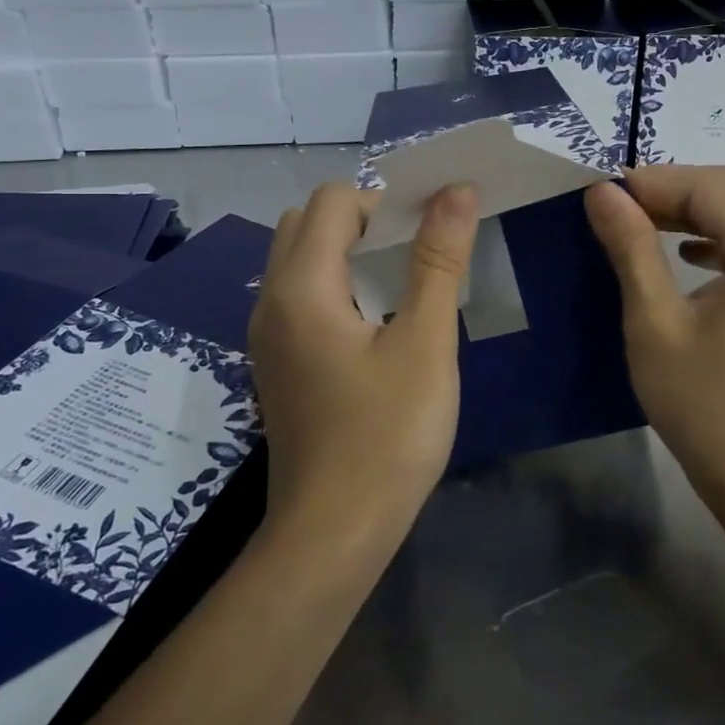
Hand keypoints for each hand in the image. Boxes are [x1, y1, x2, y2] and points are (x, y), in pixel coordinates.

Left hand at [249, 181, 477, 535]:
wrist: (334, 533)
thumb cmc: (386, 436)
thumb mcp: (425, 343)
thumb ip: (437, 260)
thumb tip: (456, 191)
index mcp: (301, 286)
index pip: (334, 200)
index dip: (385, 203)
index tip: (429, 236)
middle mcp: (271, 300)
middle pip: (308, 222)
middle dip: (364, 222)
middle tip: (414, 257)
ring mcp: (268, 335)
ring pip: (301, 260)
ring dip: (349, 254)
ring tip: (403, 288)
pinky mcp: (277, 363)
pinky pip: (301, 297)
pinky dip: (337, 287)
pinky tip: (377, 328)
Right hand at [584, 166, 724, 501]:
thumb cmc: (704, 405)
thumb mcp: (655, 324)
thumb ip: (631, 249)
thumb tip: (602, 193)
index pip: (712, 187)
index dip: (655, 181)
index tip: (602, 195)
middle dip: (672, 189)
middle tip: (618, 208)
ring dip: (692, 211)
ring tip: (641, 224)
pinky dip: (714, 237)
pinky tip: (684, 256)